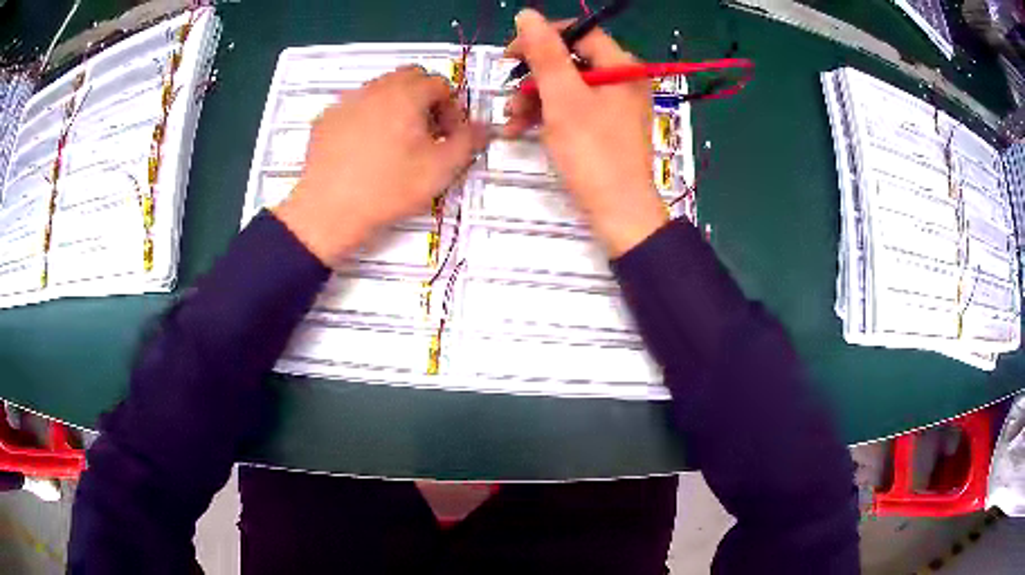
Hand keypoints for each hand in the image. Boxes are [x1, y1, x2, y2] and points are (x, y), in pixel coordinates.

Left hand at [274, 66, 485, 265]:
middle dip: (425, 100)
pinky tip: (366, 148)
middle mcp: (375, 88)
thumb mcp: (441, 169)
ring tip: (396, 142)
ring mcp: (346, 101)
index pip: (440, 84)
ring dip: (397, 106)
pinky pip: (356, 106)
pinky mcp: (326, 119)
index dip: (452, 108)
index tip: (449, 135)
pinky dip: (368, 117)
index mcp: (406, 94)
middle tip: (427, 133)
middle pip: (410, 78)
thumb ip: (468, 141)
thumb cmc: (387, 189)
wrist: (329, 211)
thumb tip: (484, 127)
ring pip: (381, 90)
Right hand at [504, 9, 666, 256]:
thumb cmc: (593, 153)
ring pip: (566, 86)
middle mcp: (622, 80)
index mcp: (621, 66)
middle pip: (570, 61)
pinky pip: (573, 108)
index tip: (510, 55)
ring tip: (512, 120)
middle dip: (533, 78)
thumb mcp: (563, 98)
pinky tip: (522, 130)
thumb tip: (527, 15)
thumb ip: (545, 53)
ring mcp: (615, 104)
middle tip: (509, 95)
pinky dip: (547, 115)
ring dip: (534, 99)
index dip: (542, 39)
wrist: (619, 213)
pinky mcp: (606, 126)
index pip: (578, 33)